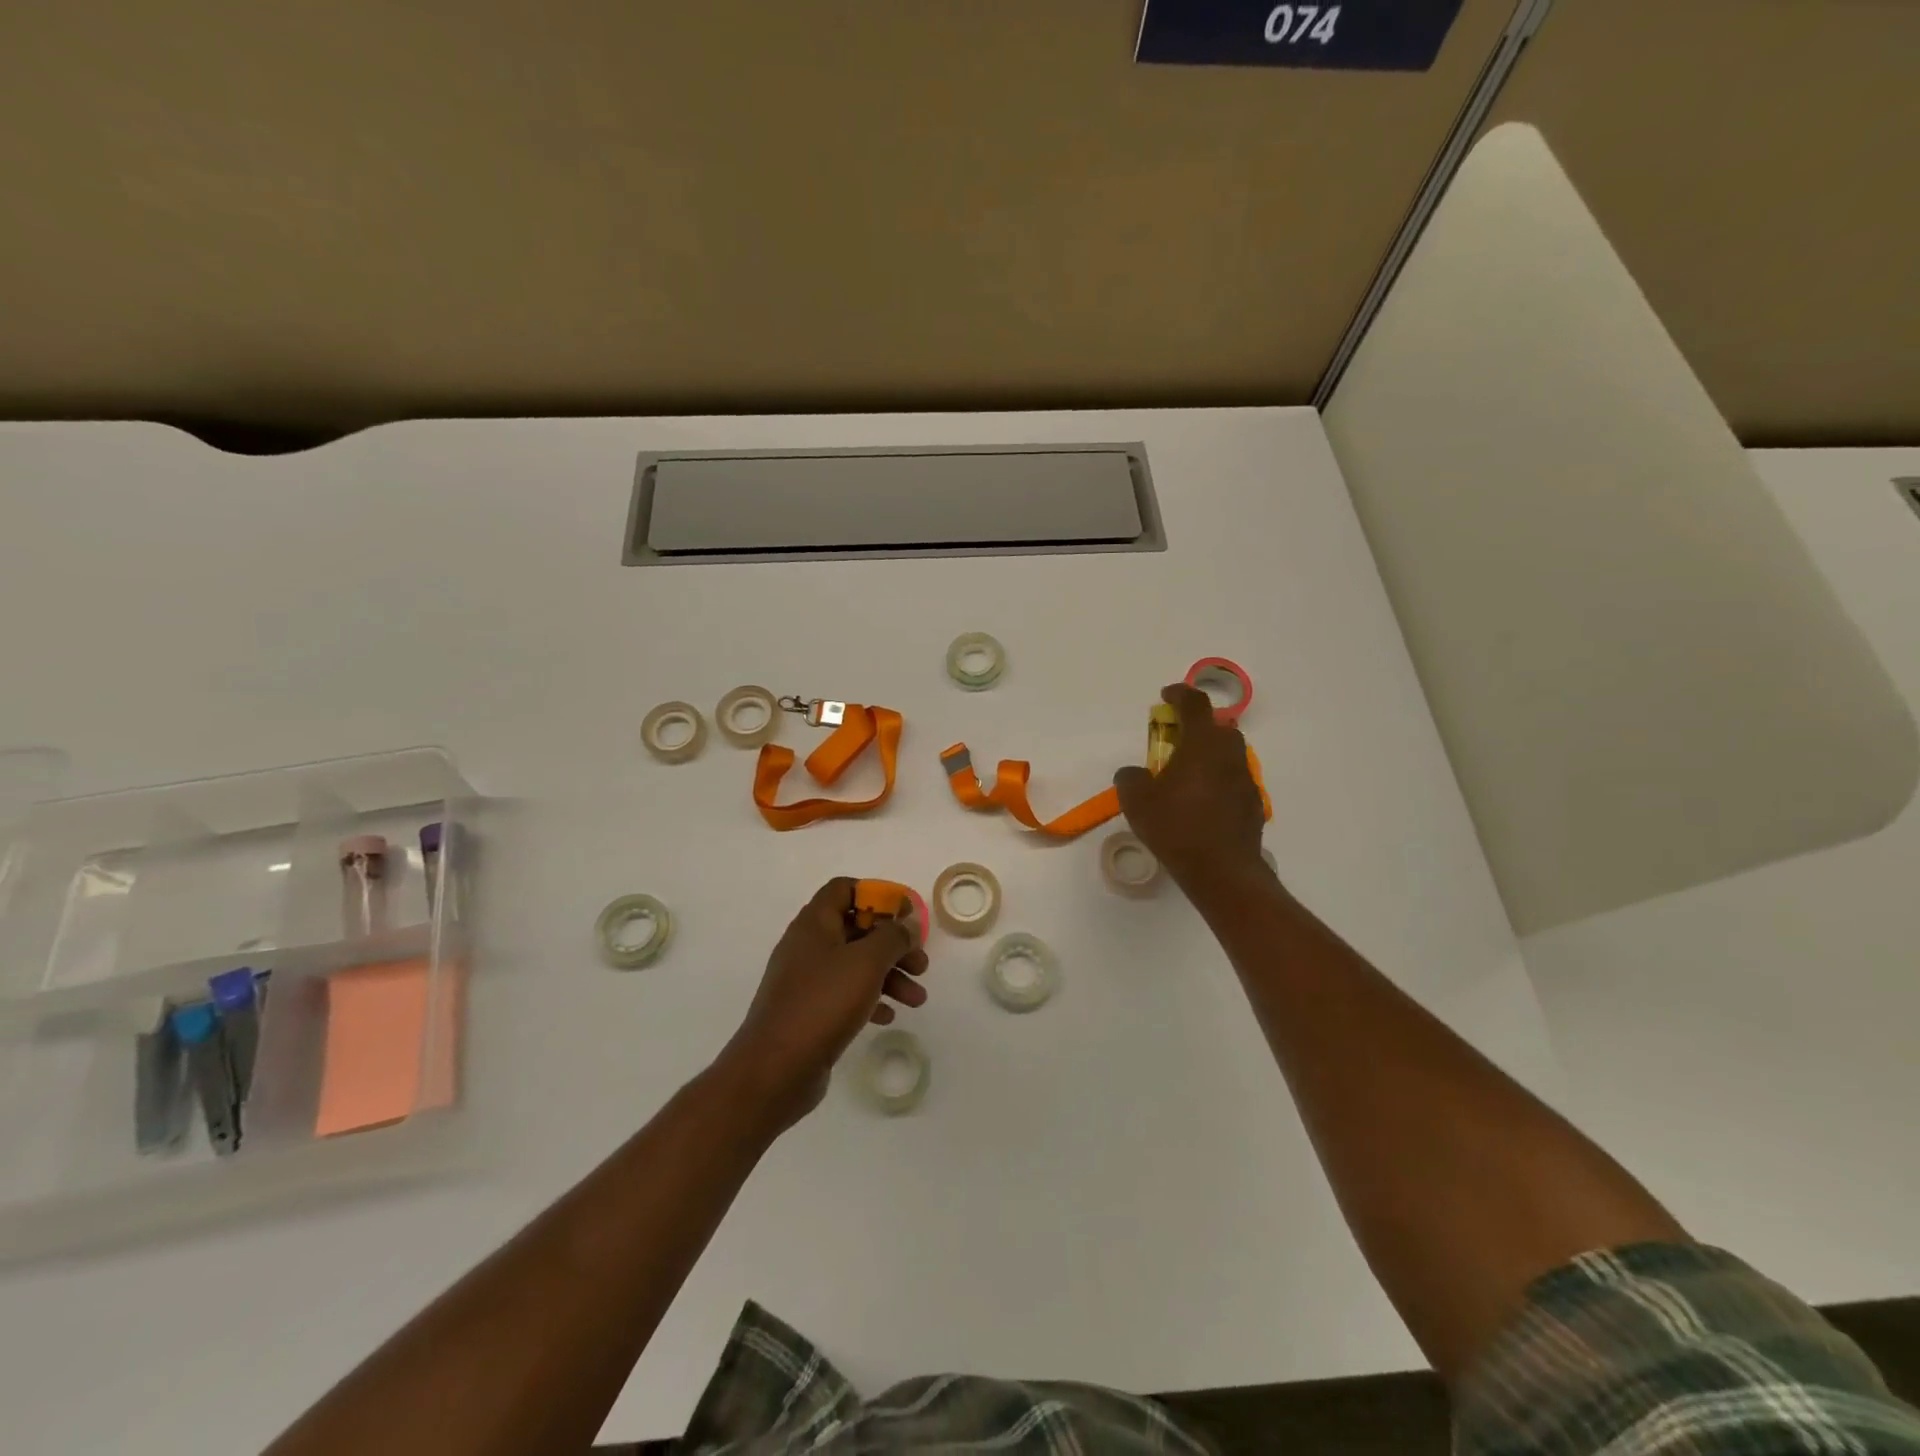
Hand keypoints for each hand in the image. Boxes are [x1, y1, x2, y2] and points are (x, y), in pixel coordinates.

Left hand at [716, 877, 929, 1130]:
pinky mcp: (808, 1011)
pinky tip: (889, 1016)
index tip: (906, 916)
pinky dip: (870, 998)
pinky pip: (845, 994)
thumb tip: (909, 920)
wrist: (775, 1069)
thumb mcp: (867, 962)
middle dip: (893, 944)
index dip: (878, 896)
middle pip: (857, 929)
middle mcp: (808, 945)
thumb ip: (893, 936)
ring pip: (855, 964)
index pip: (845, 889)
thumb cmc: (823, 1003)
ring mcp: (806, 980)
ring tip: (917, 999)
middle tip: (921, 964)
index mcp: (814, 923)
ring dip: (889, 975)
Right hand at [1114, 684, 1266, 890]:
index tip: (1166, 695)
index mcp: (1202, 744)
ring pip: (1228, 754)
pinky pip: (1233, 781)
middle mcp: (1229, 755)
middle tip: (1174, 740)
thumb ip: (1131, 778)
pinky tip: (1202, 803)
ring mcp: (1245, 780)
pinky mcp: (1253, 804)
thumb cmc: (1176, 827)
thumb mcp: (1136, 801)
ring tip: (1186, 775)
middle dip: (1197, 727)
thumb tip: (1135, 773)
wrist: (1222, 870)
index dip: (1180, 694)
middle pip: (1218, 727)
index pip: (1195, 704)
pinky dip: (1218, 781)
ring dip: (1209, 755)